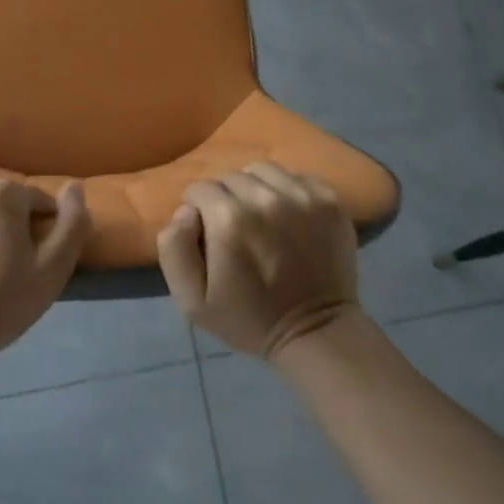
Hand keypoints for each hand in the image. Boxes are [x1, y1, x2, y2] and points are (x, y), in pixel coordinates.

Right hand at [156, 162, 359, 358]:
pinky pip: (296, 177)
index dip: (197, 209)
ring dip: (255, 188)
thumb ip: (174, 247)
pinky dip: (287, 190)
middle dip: (225, 198)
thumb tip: (185, 210)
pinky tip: (289, 216)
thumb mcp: (191, 300)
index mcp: (229, 218)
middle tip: (233, 228)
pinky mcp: (329, 200)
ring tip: (260, 216)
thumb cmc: (248, 319)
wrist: (316, 332)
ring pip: (263, 171)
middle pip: (231, 177)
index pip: (199, 189)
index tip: (207, 233)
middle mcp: (266, 198)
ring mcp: (303, 196)